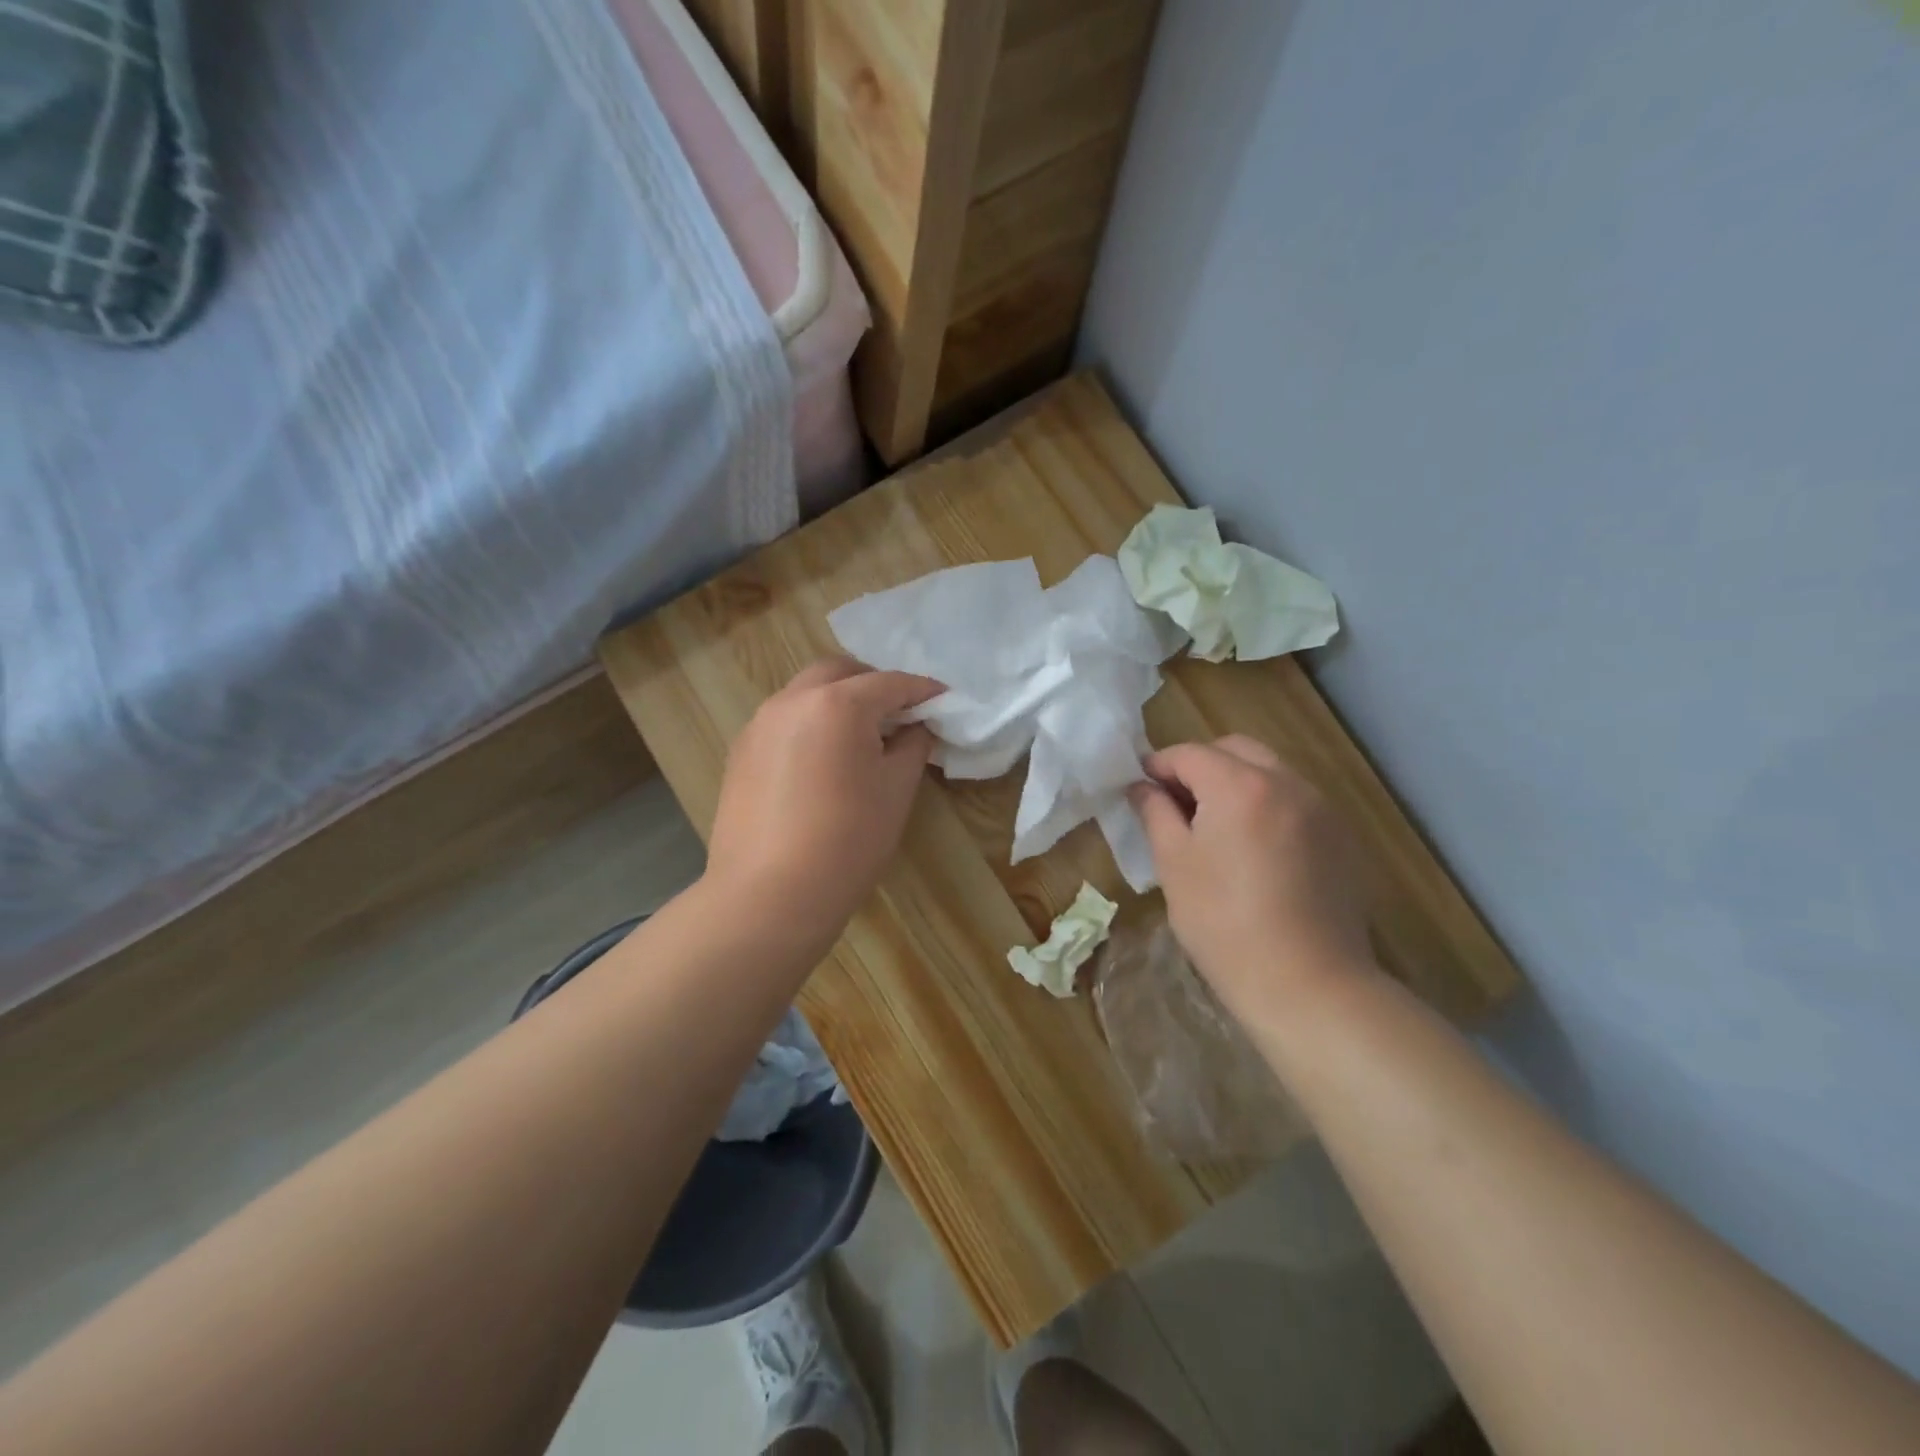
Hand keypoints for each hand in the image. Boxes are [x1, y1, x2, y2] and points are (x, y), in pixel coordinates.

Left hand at [704, 658, 942, 944]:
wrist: (769, 896)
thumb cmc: (847, 841)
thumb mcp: (896, 791)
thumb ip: (912, 746)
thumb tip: (915, 728)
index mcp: (837, 704)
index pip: (890, 683)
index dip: (923, 690)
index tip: (944, 700)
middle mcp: (792, 701)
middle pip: (839, 673)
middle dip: (873, 684)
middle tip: (899, 713)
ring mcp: (759, 725)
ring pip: (805, 694)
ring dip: (837, 701)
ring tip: (861, 736)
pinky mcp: (740, 753)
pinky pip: (783, 722)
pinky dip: (810, 724)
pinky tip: (823, 760)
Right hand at [1129, 735, 1375, 1022]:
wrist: (1308, 984)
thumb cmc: (1223, 922)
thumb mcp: (1174, 864)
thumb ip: (1155, 813)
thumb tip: (1142, 787)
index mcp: (1239, 785)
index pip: (1189, 754)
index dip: (1158, 765)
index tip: (1139, 788)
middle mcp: (1287, 782)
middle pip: (1235, 750)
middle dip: (1200, 766)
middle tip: (1176, 803)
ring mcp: (1322, 808)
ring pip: (1270, 773)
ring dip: (1236, 783)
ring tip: (1215, 827)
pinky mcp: (1342, 837)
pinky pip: (1295, 801)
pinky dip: (1267, 806)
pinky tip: (1255, 850)